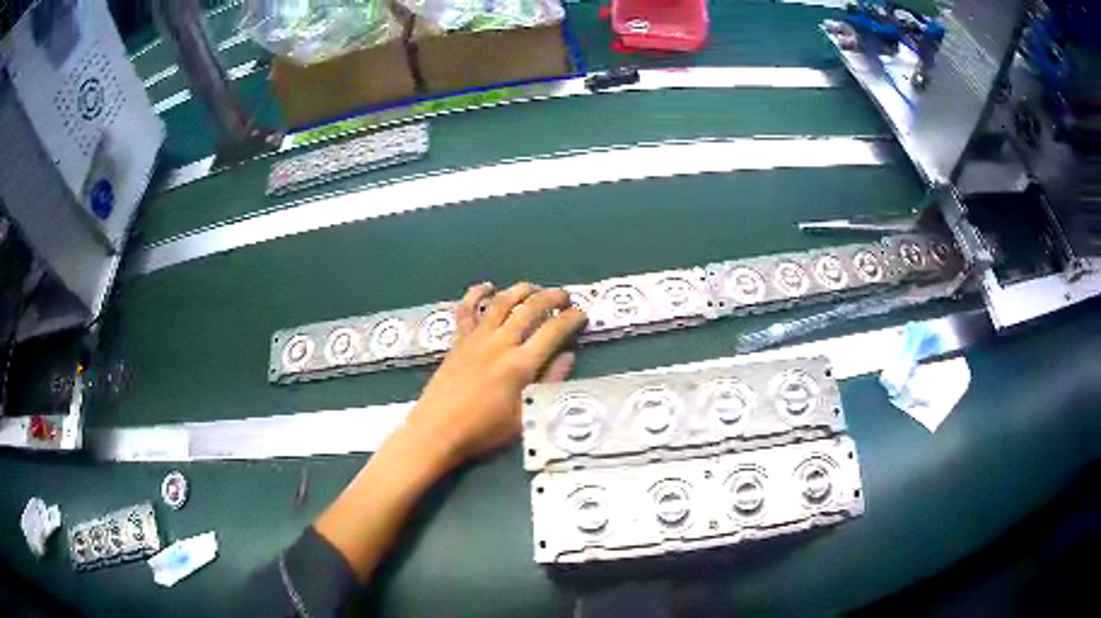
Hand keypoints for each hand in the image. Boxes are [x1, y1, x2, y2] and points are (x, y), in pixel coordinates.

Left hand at [403, 282, 586, 469]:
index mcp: (521, 364)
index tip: (582, 314)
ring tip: (535, 288)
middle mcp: (501, 343)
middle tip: (565, 297)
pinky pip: (467, 310)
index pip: (554, 331)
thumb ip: (549, 382)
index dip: (572, 318)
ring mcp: (477, 339)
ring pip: (502, 302)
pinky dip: (476, 294)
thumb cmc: (485, 430)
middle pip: (531, 309)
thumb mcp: (526, 415)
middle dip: (552, 298)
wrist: (439, 430)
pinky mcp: (459, 341)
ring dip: (521, 290)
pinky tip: (487, 287)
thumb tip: (568, 356)